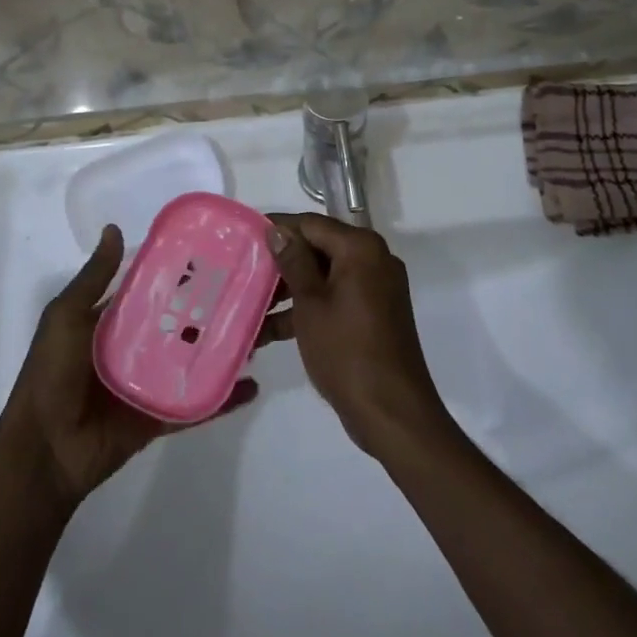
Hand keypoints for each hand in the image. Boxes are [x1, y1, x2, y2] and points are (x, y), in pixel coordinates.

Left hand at [0, 225, 259, 507]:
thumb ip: (94, 278)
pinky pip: (199, 405)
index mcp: (116, 321)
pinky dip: (225, 397)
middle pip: (185, 325)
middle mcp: (139, 348)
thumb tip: (114, 228)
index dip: (186, 275)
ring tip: (264, 331)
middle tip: (256, 290)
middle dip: (216, 310)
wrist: (42, 449)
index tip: (221, 255)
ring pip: (197, 361)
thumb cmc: (51, 374)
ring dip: (227, 348)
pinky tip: (253, 383)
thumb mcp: (65, 316)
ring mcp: (153, 384)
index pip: (158, 291)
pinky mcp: (162, 417)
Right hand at [266, 214, 448, 459]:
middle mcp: (374, 259)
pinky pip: (336, 298)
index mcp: (361, 248)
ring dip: (291, 291)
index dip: (277, 229)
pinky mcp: (375, 313)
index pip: (311, 224)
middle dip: (282, 263)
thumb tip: (277, 230)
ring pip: (325, 276)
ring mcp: (377, 288)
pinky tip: (271, 331)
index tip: (244, 237)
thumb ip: (294, 261)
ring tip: (250, 306)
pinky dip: (309, 309)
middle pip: (319, 248)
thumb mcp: (311, 304)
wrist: (392, 413)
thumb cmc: (346, 351)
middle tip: (243, 273)